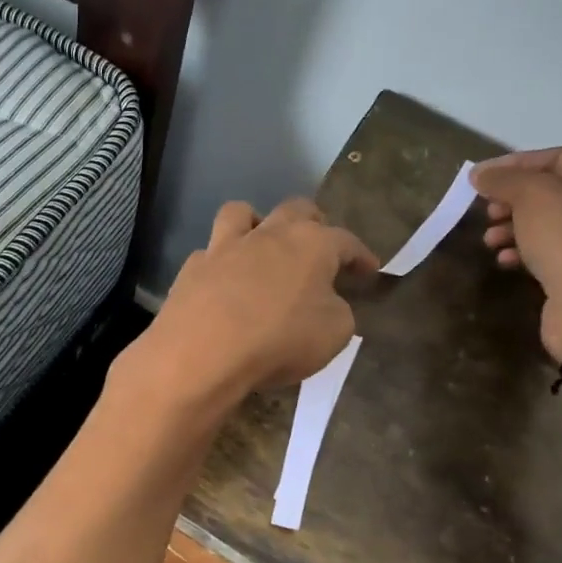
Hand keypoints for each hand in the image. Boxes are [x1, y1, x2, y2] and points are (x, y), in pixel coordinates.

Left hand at [124, 199, 378, 413]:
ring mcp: (224, 247)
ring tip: (262, 244)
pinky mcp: (191, 269)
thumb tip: (327, 303)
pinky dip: (220, 263)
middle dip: (313, 222)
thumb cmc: (279, 340)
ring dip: (256, 223)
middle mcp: (268, 234)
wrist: (202, 353)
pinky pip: (209, 253)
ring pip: (241, 213)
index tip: (370, 270)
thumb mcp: (334, 334)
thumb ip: (337, 311)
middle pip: (295, 210)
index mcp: (311, 244)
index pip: (346, 241)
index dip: (361, 255)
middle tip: (320, 244)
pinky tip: (223, 282)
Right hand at [472, 148, 561, 361]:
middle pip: (552, 190)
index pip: (555, 157)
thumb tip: (479, 174)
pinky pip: (554, 249)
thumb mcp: (532, 196)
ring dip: (513, 227)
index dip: (512, 165)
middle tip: (486, 212)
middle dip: (512, 200)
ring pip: (549, 222)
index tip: (477, 179)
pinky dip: (527, 250)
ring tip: (489, 240)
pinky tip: (506, 259)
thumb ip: (504, 180)